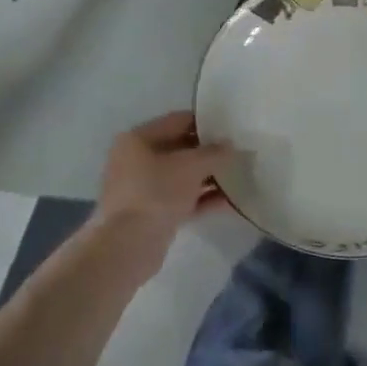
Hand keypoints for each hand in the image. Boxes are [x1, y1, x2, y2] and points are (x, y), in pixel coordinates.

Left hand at [91, 111, 233, 266]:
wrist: (128, 244)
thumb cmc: (156, 192)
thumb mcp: (192, 166)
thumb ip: (215, 153)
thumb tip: (230, 147)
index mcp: (138, 139)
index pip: (178, 121)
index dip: (206, 123)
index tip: (231, 129)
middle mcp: (135, 159)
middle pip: (179, 149)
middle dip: (208, 153)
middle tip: (237, 154)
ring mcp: (141, 188)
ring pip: (180, 177)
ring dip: (207, 178)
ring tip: (238, 178)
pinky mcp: (150, 213)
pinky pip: (180, 199)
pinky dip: (201, 199)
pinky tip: (228, 202)